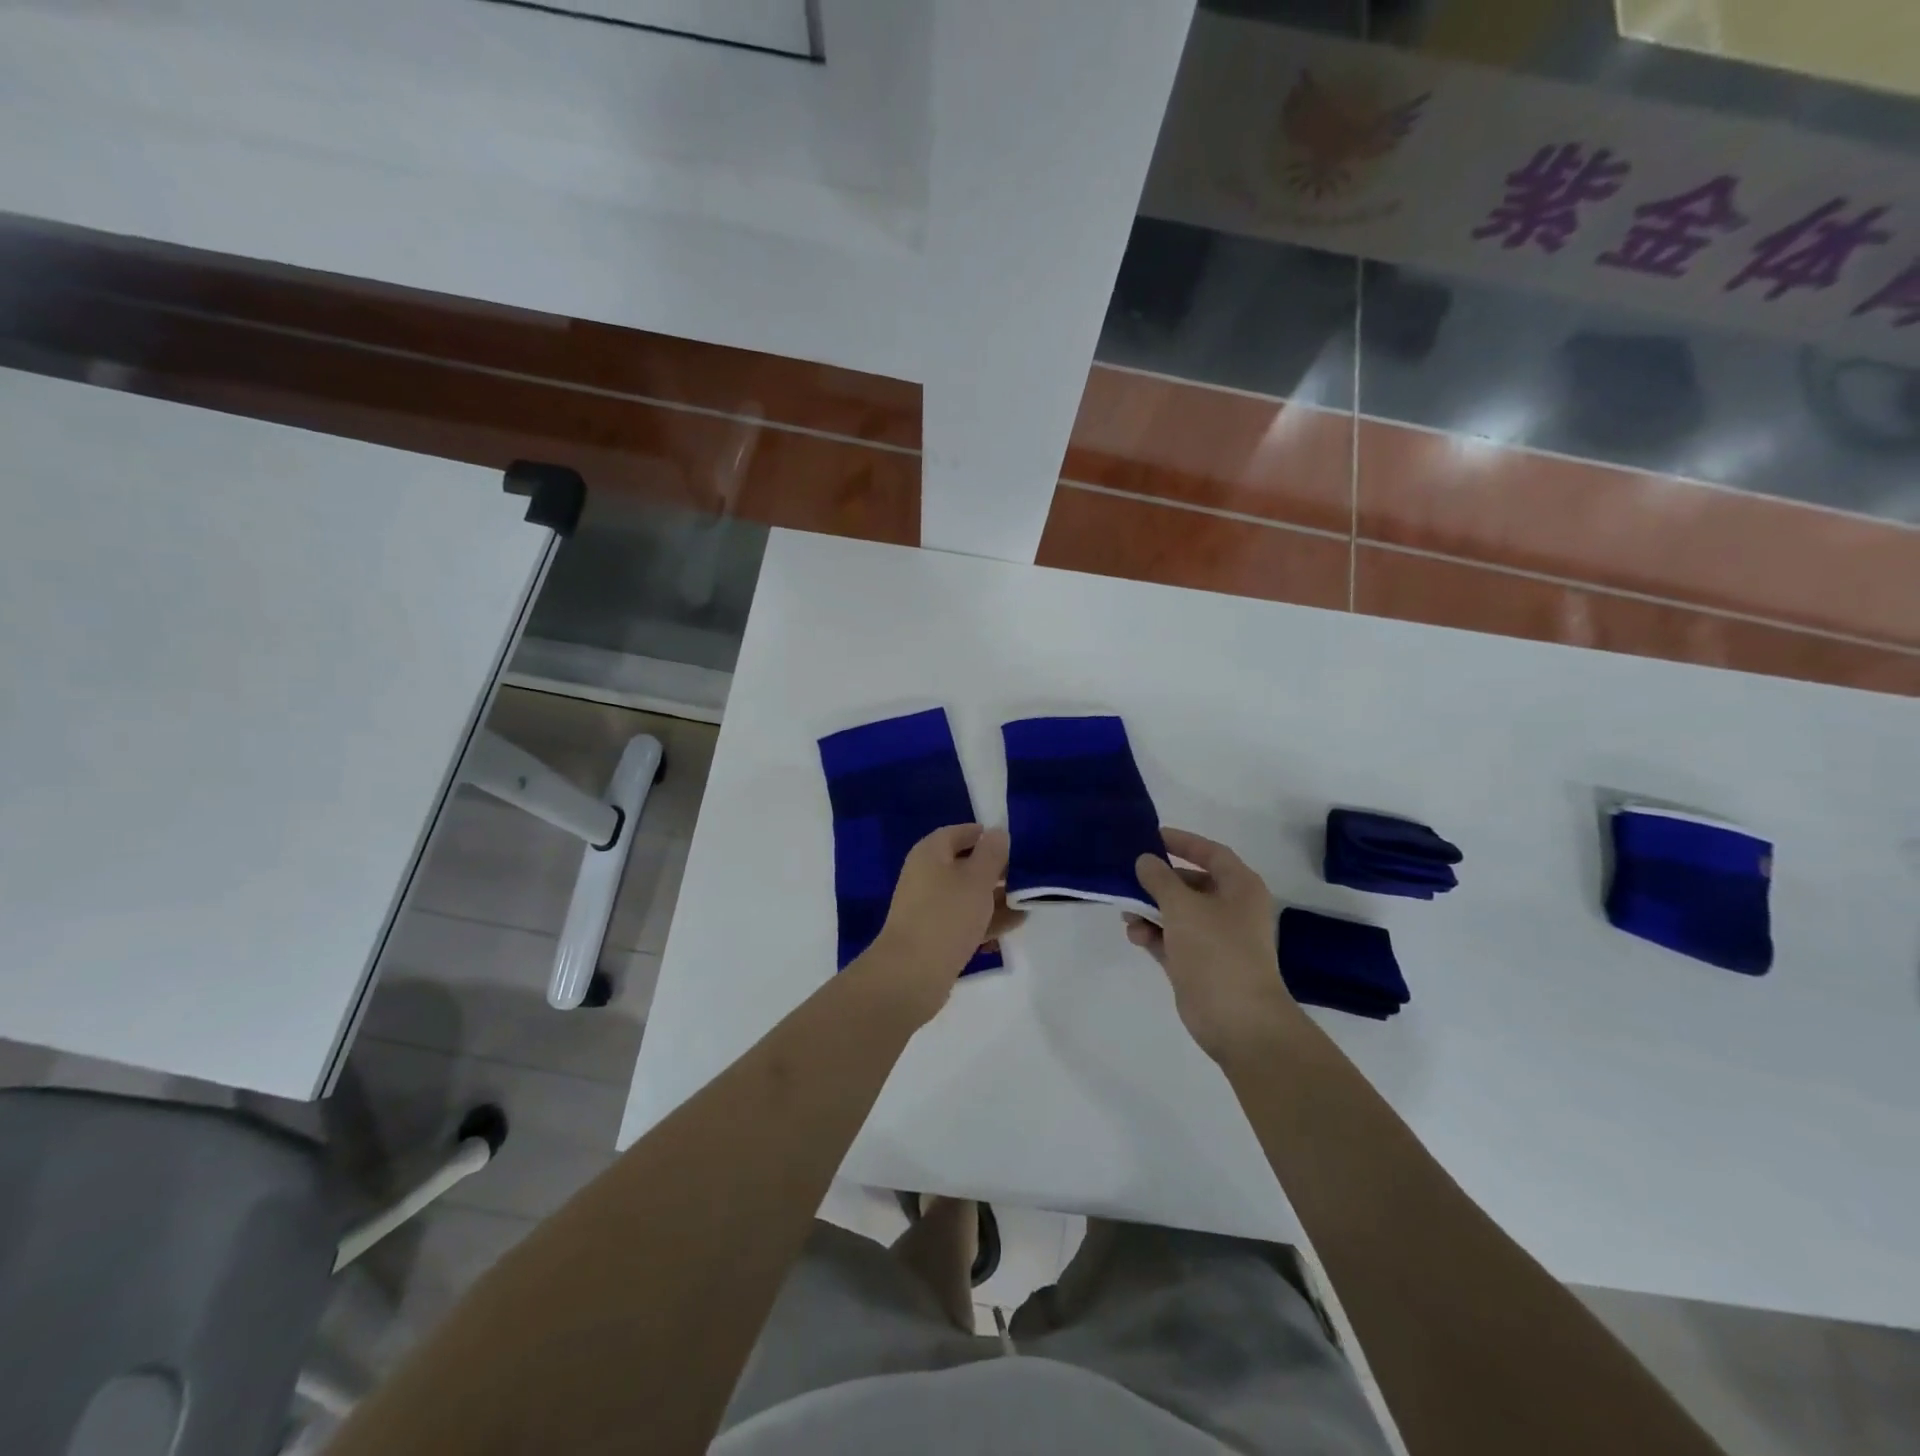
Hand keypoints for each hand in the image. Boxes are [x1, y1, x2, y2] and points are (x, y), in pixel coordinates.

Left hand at [856, 824, 1022, 1023]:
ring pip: (968, 894)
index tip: (1016, 845)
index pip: (960, 833)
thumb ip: (991, 853)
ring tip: (1030, 900)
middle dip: (996, 869)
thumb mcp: (977, 878)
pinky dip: (987, 919)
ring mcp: (929, 906)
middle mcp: (926, 875)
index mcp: (930, 853)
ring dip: (996, 896)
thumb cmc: (947, 915)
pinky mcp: (935, 934)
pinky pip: (965, 919)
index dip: (987, 836)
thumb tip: (996, 833)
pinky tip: (1015, 923)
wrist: (912, 974)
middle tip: (1028, 875)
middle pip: (965, 864)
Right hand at [1130, 828, 1303, 1062]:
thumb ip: (1159, 879)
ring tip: (1127, 910)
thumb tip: (1145, 860)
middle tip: (1129, 874)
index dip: (1183, 842)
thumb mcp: (1183, 906)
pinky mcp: (1199, 964)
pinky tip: (1134, 934)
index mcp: (1240, 888)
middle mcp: (1231, 909)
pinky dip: (1154, 934)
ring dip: (1151, 909)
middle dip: (1159, 880)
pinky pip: (1172, 939)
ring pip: (1178, 913)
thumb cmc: (1216, 951)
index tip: (1152, 836)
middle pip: (1191, 883)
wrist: (1237, 1020)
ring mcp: (1215, 939)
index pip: (1211, 853)